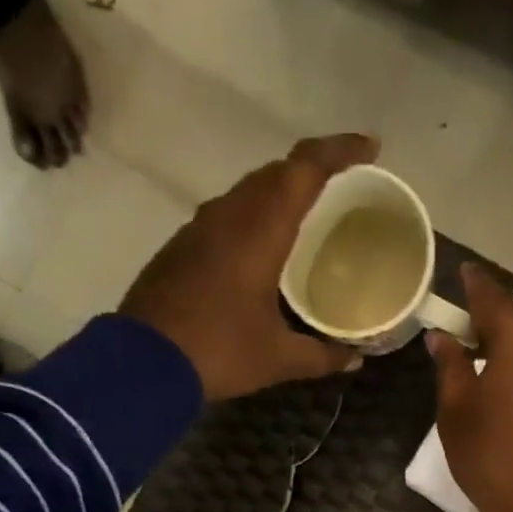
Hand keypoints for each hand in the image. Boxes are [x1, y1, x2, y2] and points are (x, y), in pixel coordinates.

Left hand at [119, 134, 376, 401]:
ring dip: (279, 193)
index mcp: (260, 229)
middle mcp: (228, 215)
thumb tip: (356, 358)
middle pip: (275, 172)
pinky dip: (253, 217)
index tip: (370, 147)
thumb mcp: (278, 359)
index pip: (305, 168)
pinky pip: (226, 215)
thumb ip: (321, 355)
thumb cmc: (219, 352)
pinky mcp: (180, 247)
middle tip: (342, 185)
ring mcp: (198, 228)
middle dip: (311, 170)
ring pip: (247, 192)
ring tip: (306, 215)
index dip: (340, 150)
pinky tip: (261, 248)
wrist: (142, 364)